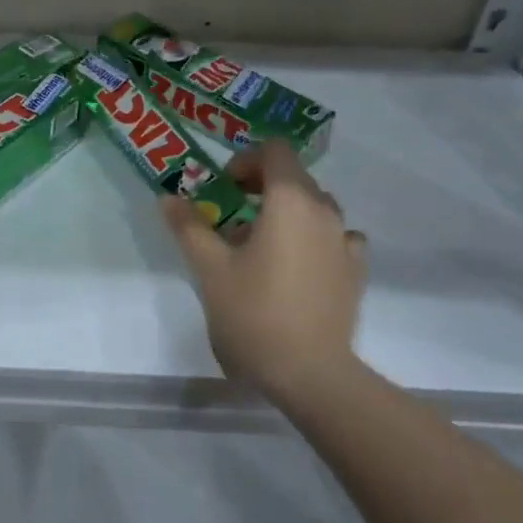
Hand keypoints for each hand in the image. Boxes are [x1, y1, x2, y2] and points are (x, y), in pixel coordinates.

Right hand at [162, 143, 367, 409]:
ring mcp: (345, 241)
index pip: (275, 151)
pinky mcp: (355, 270)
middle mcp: (325, 211)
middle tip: (230, 219)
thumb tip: (167, 197)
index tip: (224, 189)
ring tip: (260, 248)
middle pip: (294, 177)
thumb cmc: (254, 313)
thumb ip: (188, 226)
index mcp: (290, 201)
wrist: (310, 372)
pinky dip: (312, 239)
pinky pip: (333, 237)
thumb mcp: (210, 268)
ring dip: (285, 213)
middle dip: (260, 188)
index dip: (246, 160)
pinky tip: (296, 267)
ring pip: (314, 207)